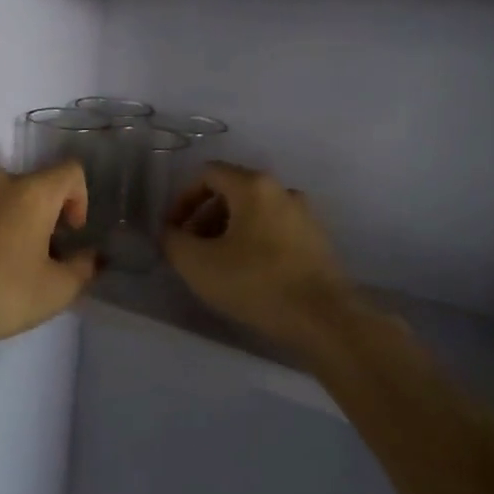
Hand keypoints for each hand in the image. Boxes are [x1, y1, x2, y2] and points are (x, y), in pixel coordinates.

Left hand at [0, 162, 97, 354]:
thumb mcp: (55, 292)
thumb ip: (83, 267)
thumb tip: (90, 255)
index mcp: (32, 194)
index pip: (69, 172)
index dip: (78, 198)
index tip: (69, 233)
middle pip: (29, 186)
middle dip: (38, 214)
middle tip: (31, 254)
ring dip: (2, 217)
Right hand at [162, 163, 354, 346]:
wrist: (323, 318)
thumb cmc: (255, 282)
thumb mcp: (197, 264)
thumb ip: (173, 241)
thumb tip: (170, 232)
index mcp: (253, 186)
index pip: (207, 174)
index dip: (183, 199)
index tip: (174, 230)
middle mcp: (282, 190)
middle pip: (232, 191)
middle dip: (204, 216)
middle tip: (192, 248)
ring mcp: (304, 214)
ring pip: (254, 211)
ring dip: (228, 230)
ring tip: (217, 264)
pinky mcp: (316, 240)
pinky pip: (274, 229)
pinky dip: (253, 241)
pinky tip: (247, 274)